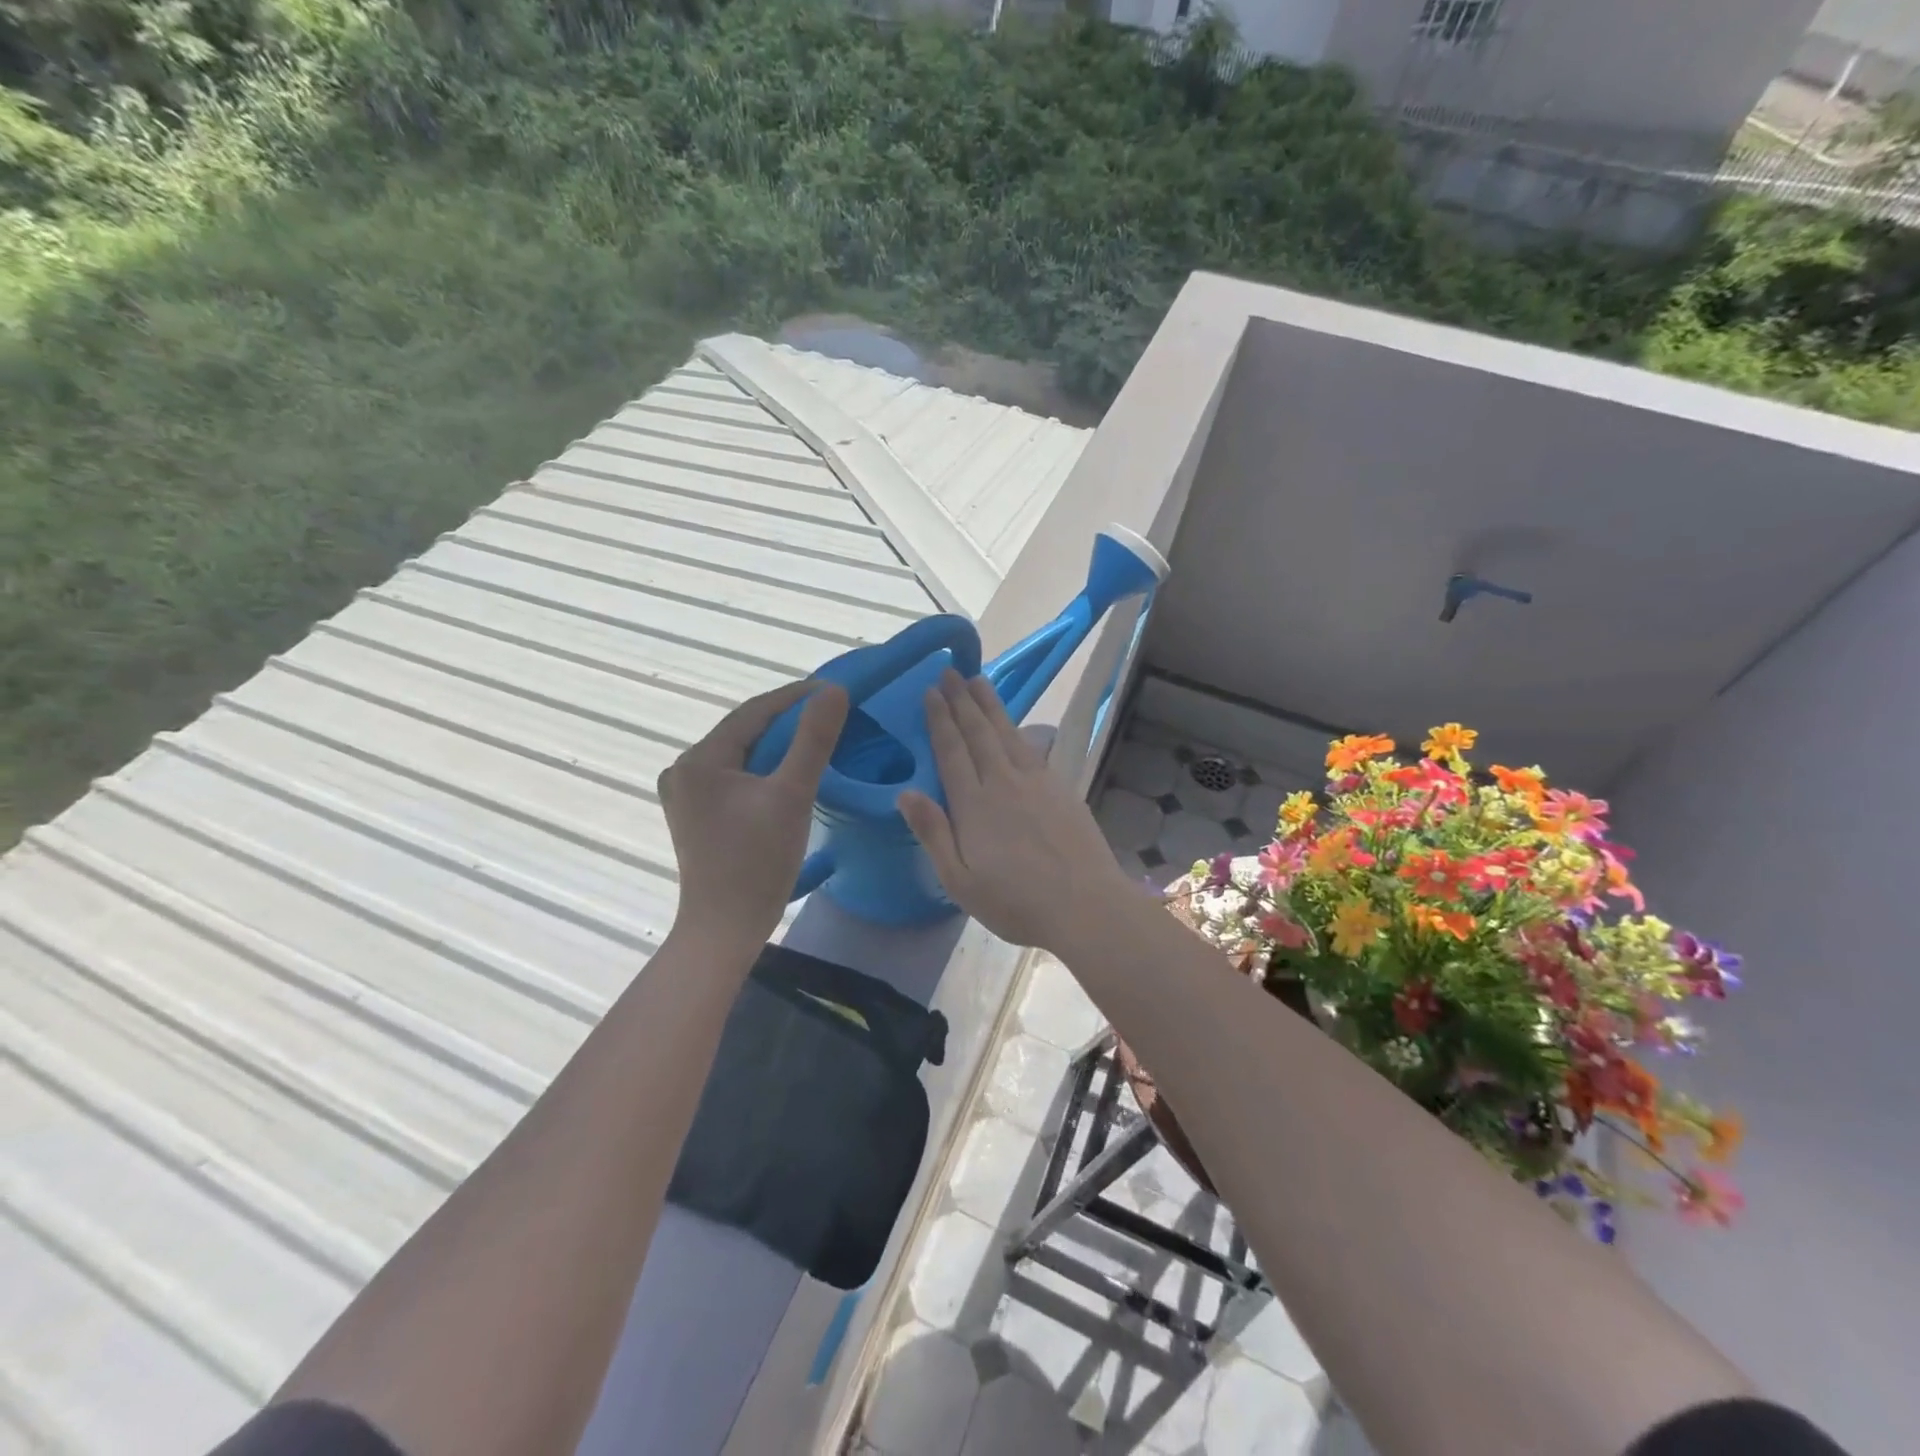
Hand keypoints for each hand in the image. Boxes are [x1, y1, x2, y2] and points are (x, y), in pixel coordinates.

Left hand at [658, 678, 848, 957]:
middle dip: (788, 721)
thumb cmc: (758, 863)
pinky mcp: (697, 815)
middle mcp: (684, 770)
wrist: (726, 929)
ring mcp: (687, 794)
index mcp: (699, 760)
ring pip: (742, 755)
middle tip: (831, 714)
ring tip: (817, 738)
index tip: (835, 689)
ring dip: (778, 745)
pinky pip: (736, 777)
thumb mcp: (792, 795)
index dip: (796, 697)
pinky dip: (765, 769)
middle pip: (745, 732)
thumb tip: (834, 692)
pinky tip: (790, 772)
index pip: (753, 712)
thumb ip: (813, 740)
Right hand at [898, 671, 1135, 953]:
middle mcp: (1003, 782)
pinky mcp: (1061, 788)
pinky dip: (1019, 729)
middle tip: (950, 671)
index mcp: (973, 804)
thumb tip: (906, 792)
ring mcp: (1036, 782)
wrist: (1084, 905)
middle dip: (962, 700)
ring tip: (978, 680)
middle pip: (978, 732)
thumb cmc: (1015, 902)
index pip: (951, 751)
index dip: (939, 719)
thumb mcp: (959, 880)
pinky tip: (1016, 725)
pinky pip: (1033, 748)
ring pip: (1007, 733)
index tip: (930, 691)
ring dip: (990, 705)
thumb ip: (933, 833)